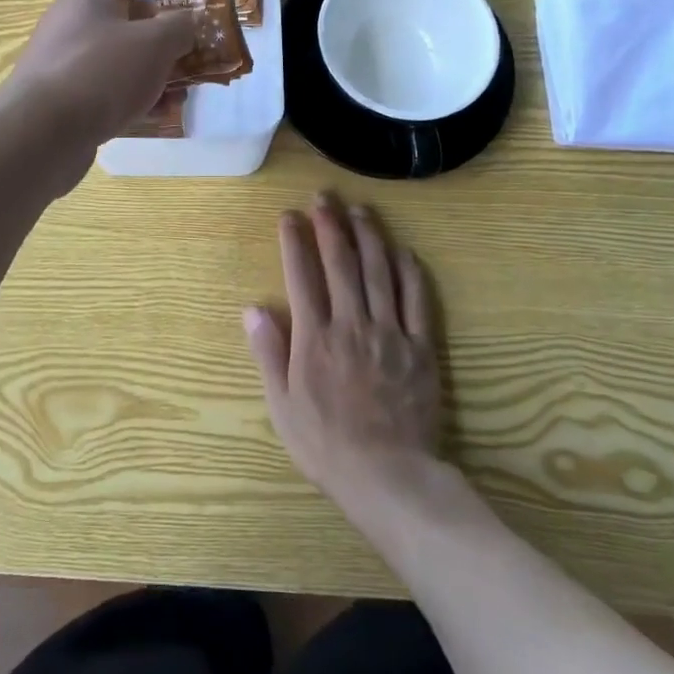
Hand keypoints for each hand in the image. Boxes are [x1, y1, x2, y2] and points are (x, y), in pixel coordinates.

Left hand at [8, 0, 194, 146]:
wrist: (44, 133)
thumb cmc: (101, 71)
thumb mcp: (155, 42)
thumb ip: (179, 27)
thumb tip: (186, 24)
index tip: (164, 2)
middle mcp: (67, 26)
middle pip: (114, 22)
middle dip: (152, 38)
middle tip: (183, 51)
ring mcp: (62, 67)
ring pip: (113, 63)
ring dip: (146, 74)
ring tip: (179, 91)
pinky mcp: (61, 104)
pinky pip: (103, 95)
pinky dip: (129, 102)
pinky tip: (156, 116)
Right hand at [244, 192, 443, 515]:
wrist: (388, 476)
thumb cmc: (326, 444)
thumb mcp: (282, 405)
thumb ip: (269, 353)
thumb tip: (252, 308)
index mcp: (315, 337)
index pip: (302, 275)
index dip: (294, 241)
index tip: (289, 215)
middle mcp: (352, 324)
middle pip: (341, 263)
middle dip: (330, 225)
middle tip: (324, 197)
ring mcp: (390, 332)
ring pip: (379, 272)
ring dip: (369, 237)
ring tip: (360, 210)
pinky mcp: (421, 347)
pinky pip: (418, 301)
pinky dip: (410, 272)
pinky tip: (403, 251)